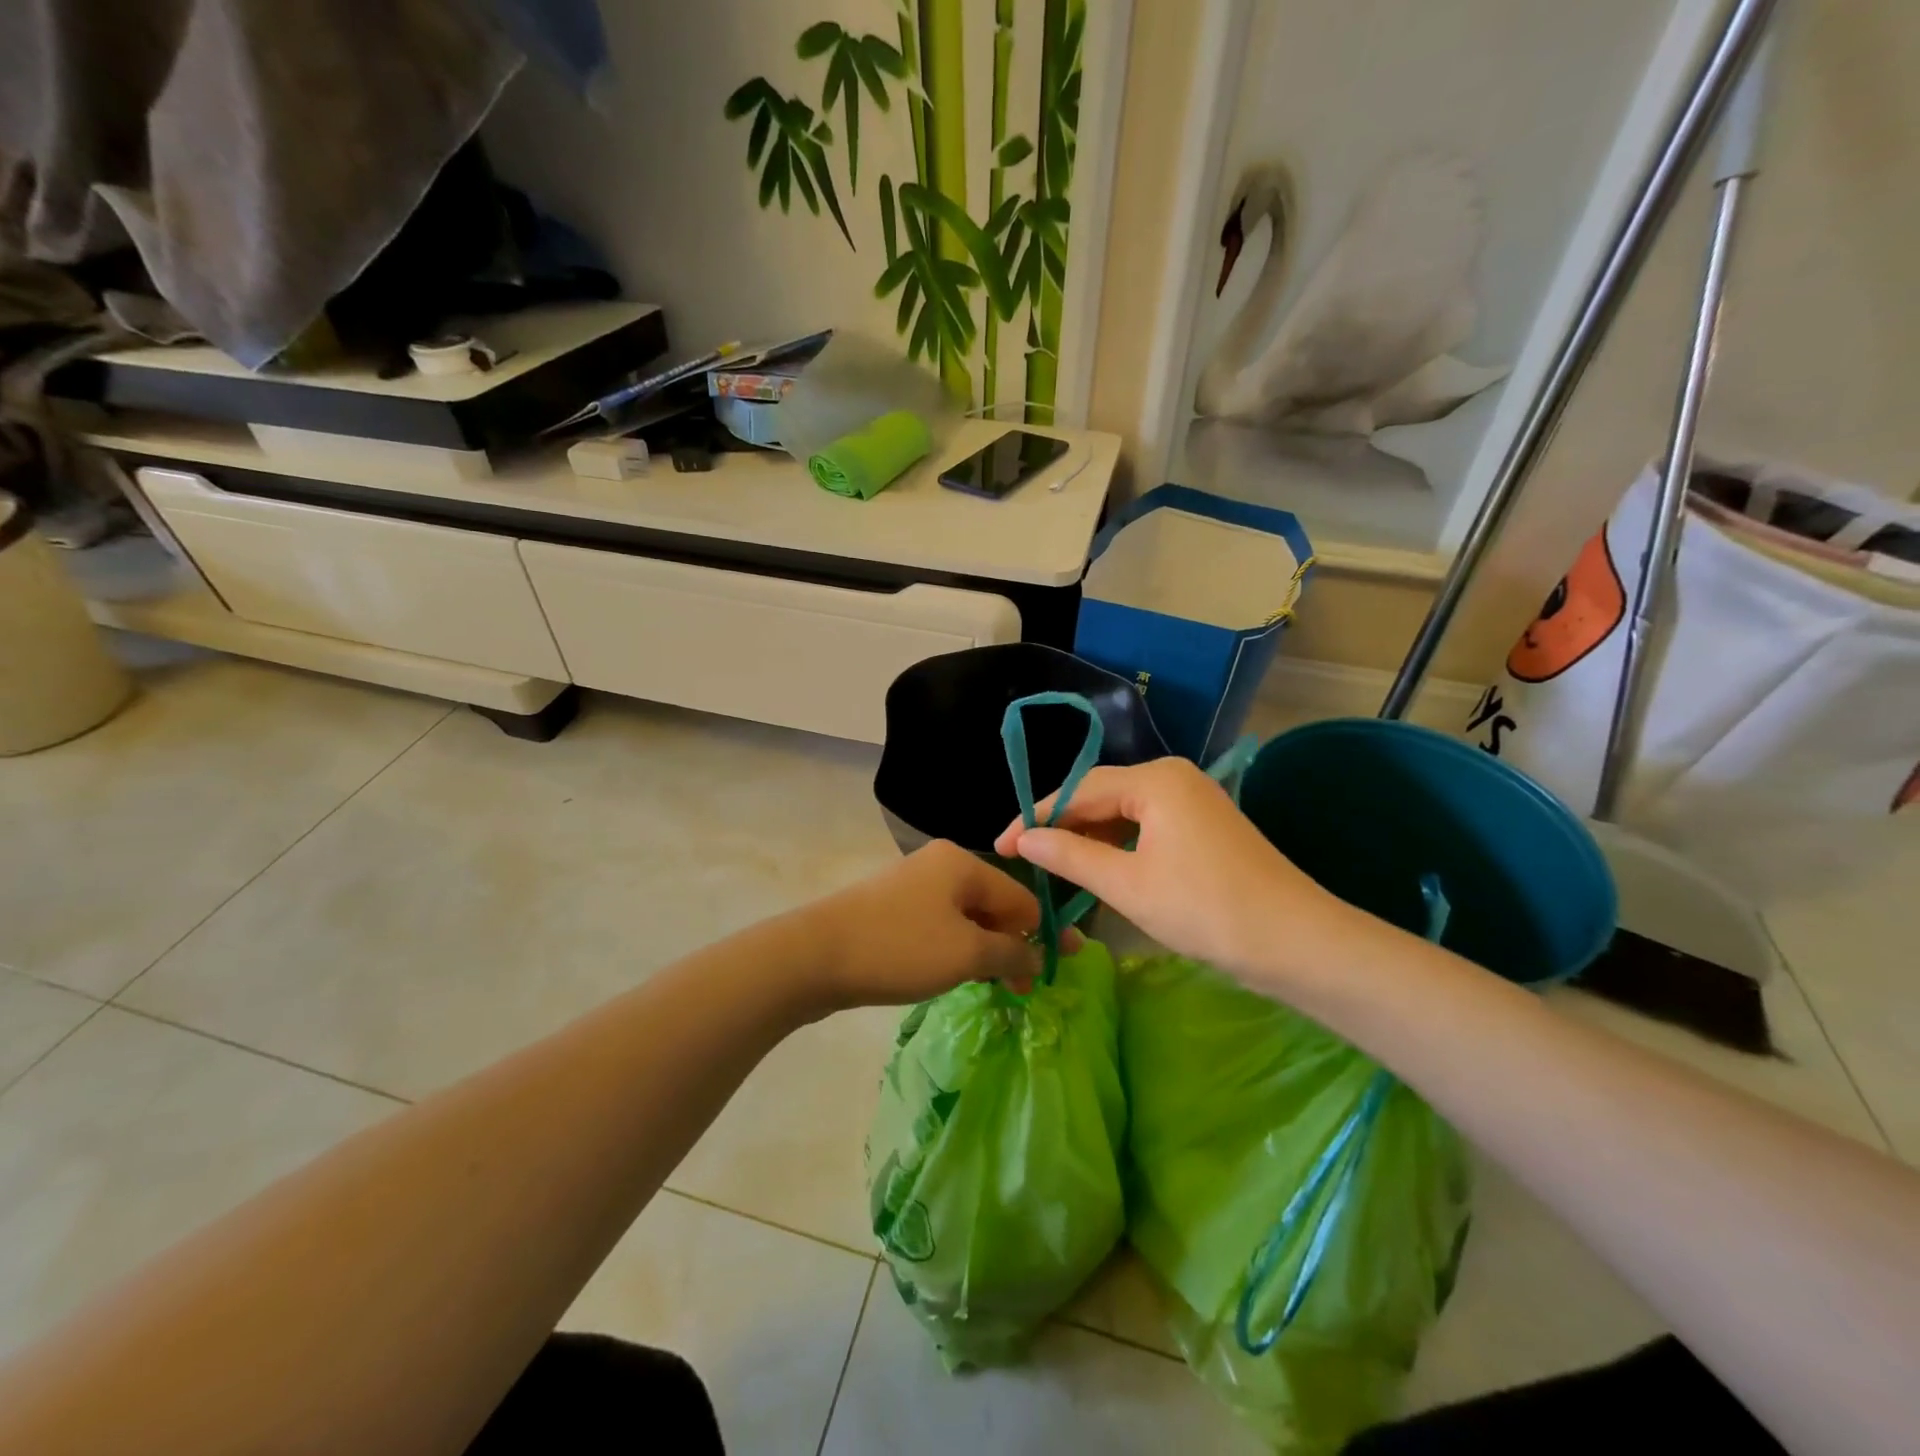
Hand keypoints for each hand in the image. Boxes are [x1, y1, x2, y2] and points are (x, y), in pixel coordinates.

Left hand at [801, 841, 1056, 1010]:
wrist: (815, 956)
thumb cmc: (900, 948)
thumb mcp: (966, 954)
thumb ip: (1011, 952)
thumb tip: (1038, 955)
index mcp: (963, 863)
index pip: (1022, 897)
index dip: (1046, 933)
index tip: (1064, 968)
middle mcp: (940, 865)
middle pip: (994, 905)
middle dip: (1013, 944)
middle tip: (1024, 988)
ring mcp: (914, 885)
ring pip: (967, 918)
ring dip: (985, 951)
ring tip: (995, 987)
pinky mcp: (893, 909)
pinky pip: (940, 926)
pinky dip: (957, 949)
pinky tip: (958, 974)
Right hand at [993, 757, 1354, 987]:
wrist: (1296, 943)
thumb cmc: (1205, 909)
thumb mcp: (1127, 884)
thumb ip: (1069, 855)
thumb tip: (1023, 838)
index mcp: (1155, 779)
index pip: (1078, 790)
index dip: (1035, 817)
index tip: (1000, 845)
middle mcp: (1173, 776)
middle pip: (1100, 795)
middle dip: (1061, 826)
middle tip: (1023, 856)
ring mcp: (1193, 799)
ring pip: (1123, 813)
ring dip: (1089, 838)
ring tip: (1054, 866)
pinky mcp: (1204, 825)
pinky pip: (1147, 826)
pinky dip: (1119, 847)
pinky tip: (1100, 868)